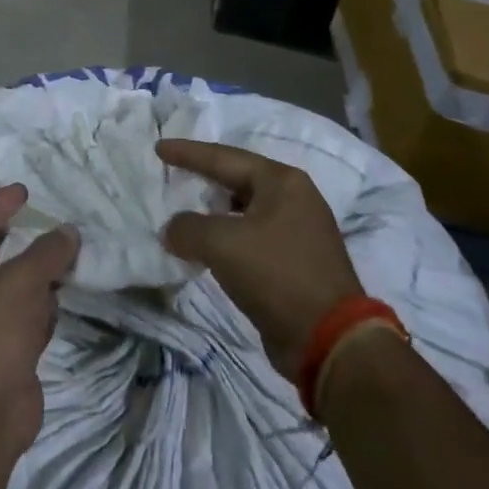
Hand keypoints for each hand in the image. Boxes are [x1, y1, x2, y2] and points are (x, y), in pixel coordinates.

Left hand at [0, 184, 78, 457]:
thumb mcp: (20, 280)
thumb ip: (47, 251)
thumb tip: (68, 232)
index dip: (0, 204)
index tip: (25, 189)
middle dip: (23, 238)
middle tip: (50, 219)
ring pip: (13, 286)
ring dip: (38, 274)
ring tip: (68, 254)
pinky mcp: (2, 351)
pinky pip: (25, 316)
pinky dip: (42, 306)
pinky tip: (61, 299)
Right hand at [158, 140, 363, 378]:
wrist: (329, 340)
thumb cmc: (276, 275)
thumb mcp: (222, 243)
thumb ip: (188, 228)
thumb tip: (172, 230)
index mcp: (282, 182)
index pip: (224, 158)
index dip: (188, 153)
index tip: (159, 148)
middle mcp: (294, 199)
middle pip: (238, 179)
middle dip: (204, 177)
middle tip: (173, 174)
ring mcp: (299, 231)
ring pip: (245, 210)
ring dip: (215, 211)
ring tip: (186, 212)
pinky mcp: (296, 262)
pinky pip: (251, 236)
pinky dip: (227, 237)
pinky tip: (208, 248)